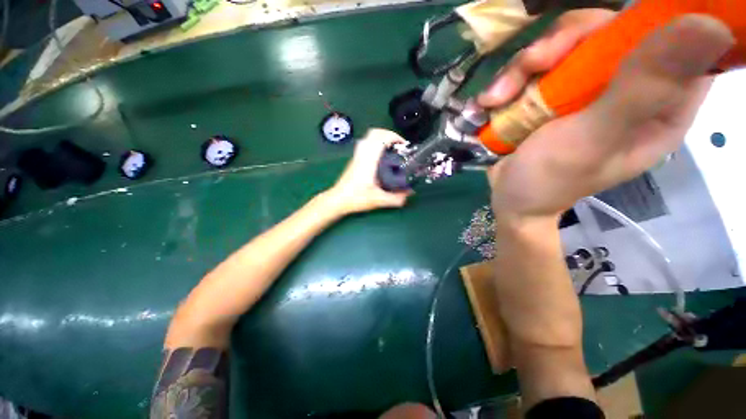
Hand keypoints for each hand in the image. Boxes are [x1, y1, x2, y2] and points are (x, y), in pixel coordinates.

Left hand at [325, 128, 411, 215]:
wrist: (338, 199)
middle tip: (399, 146)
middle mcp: (362, 154)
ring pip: (369, 137)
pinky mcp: (355, 159)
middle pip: (374, 132)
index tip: (404, 145)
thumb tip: (410, 194)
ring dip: (382, 138)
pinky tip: (381, 157)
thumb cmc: (356, 198)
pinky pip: (366, 144)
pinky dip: (376, 144)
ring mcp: (357, 156)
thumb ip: (395, 199)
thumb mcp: (378, 200)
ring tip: (392, 149)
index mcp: (368, 160)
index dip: (394, 137)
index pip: (380, 138)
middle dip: (389, 135)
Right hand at [482, 12, 733, 219]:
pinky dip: (509, 79)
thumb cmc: (549, 180)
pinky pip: (535, 65)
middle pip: (608, 30)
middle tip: (532, 66)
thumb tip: (710, 26)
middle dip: (563, 43)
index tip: (604, 36)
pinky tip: (491, 102)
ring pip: (565, 43)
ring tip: (498, 98)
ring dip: (524, 66)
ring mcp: (587, 87)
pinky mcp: (552, 92)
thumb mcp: (594, 140)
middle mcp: (630, 87)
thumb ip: (642, 89)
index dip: (648, 21)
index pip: (677, 37)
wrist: (509, 198)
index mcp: (661, 104)